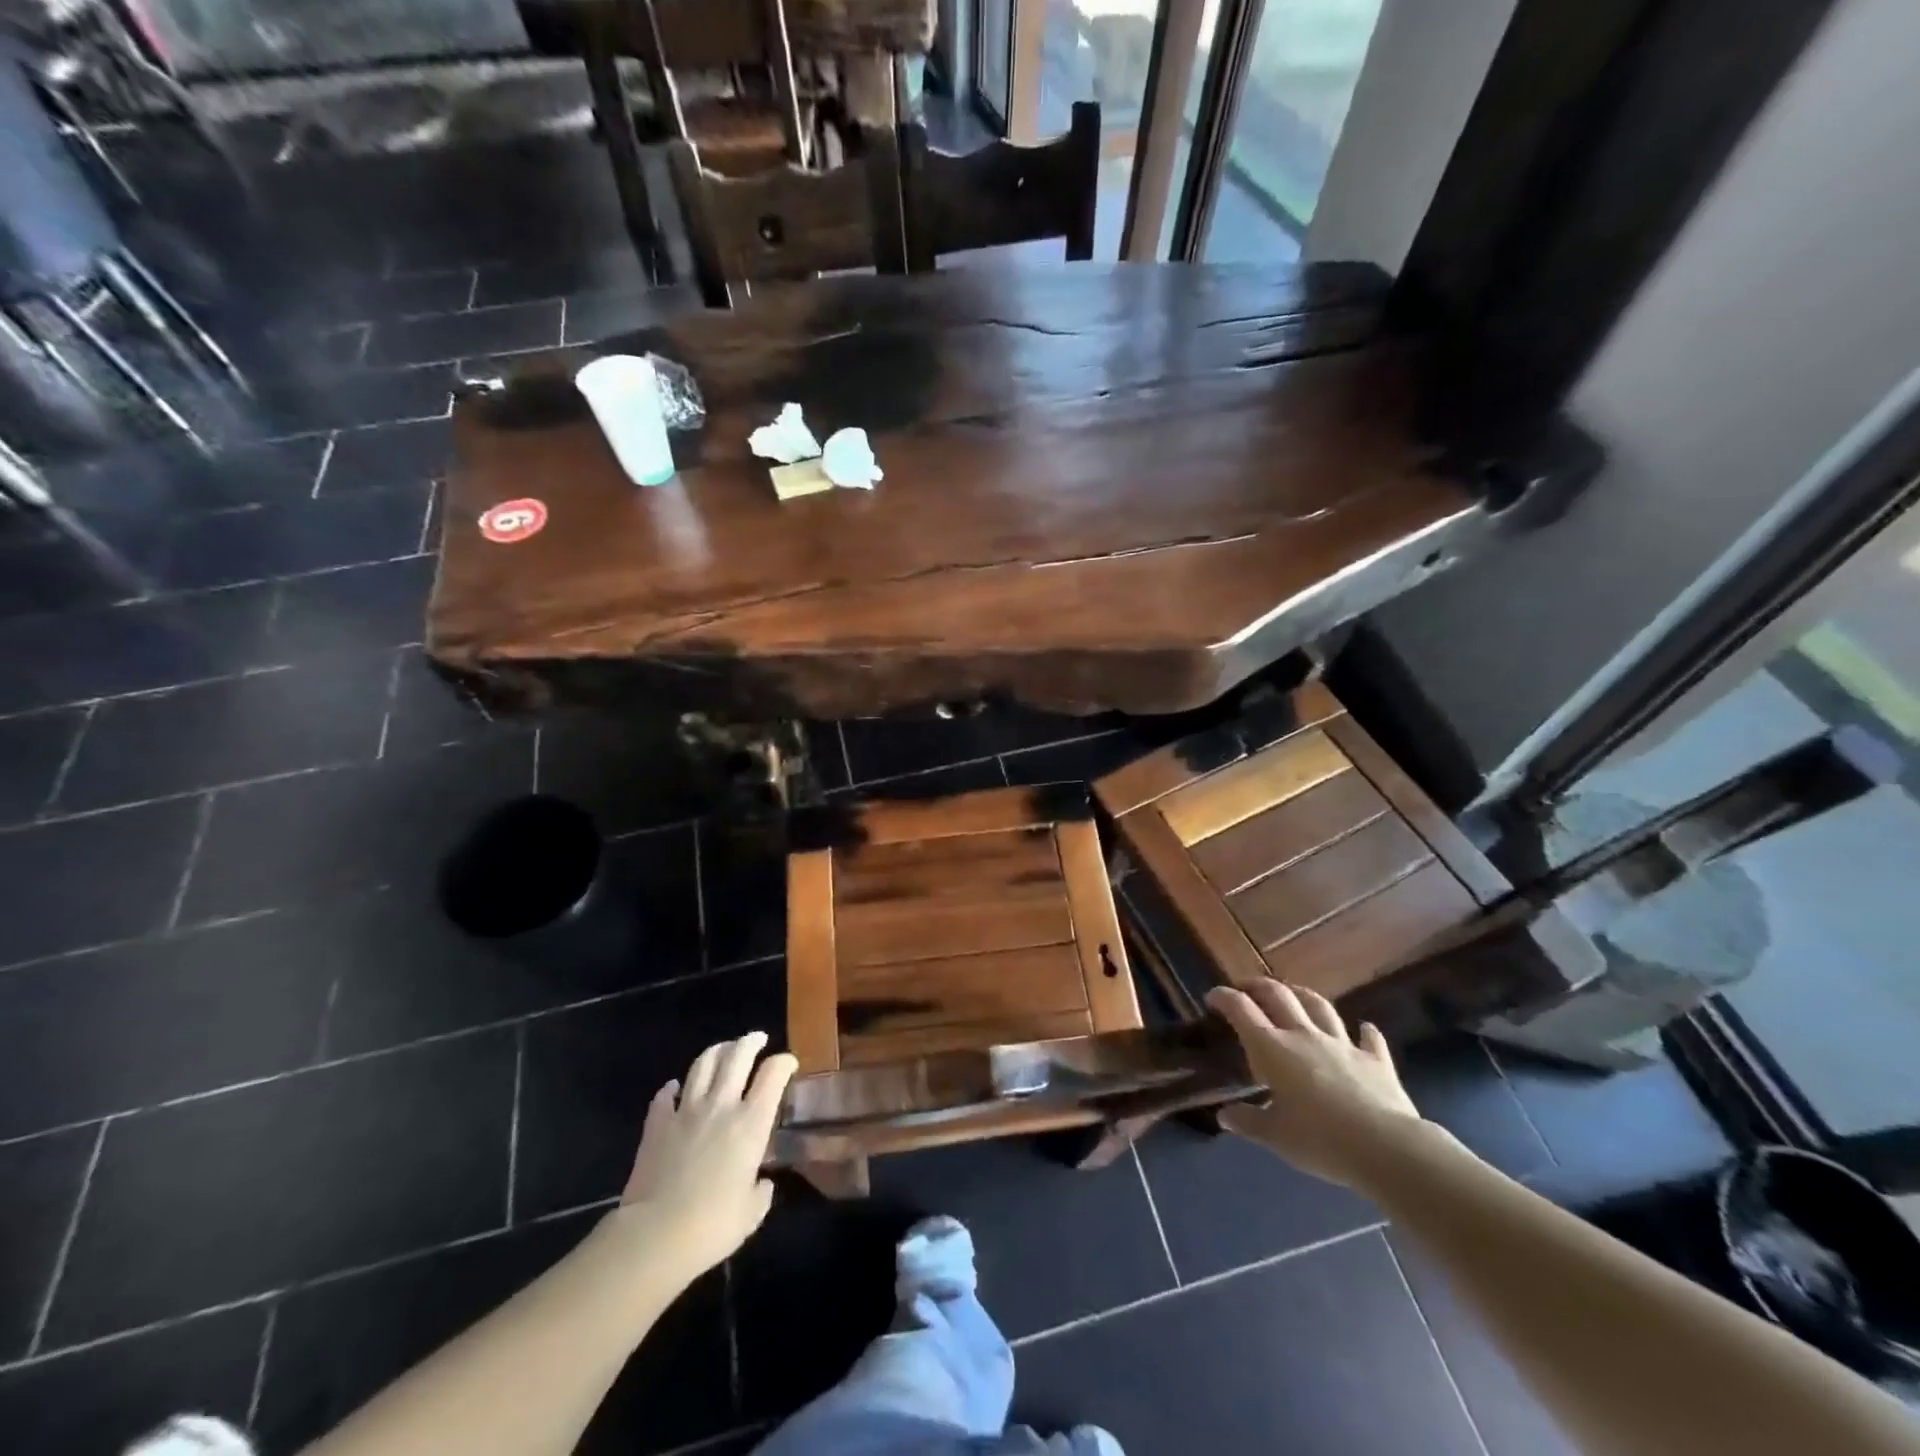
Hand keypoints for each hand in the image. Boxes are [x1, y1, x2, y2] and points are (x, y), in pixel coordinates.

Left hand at [617, 1033, 796, 1277]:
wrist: (655, 1236)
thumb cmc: (713, 1226)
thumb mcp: (752, 1212)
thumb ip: (761, 1191)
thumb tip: (760, 1183)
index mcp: (751, 1123)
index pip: (773, 1074)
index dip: (784, 1061)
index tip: (788, 1063)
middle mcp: (721, 1106)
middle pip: (737, 1056)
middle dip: (750, 1042)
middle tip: (757, 1039)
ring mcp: (686, 1112)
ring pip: (702, 1065)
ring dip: (716, 1052)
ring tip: (723, 1050)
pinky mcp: (657, 1125)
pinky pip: (665, 1096)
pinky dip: (672, 1088)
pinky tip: (675, 1088)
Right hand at [1206, 982, 1430, 1188]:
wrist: (1386, 1148)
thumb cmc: (1320, 1140)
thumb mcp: (1275, 1136)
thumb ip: (1248, 1122)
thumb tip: (1223, 1116)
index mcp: (1272, 1048)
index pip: (1241, 1009)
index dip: (1224, 997)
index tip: (1213, 996)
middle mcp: (1304, 1035)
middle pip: (1278, 995)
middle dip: (1258, 986)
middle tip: (1246, 988)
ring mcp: (1342, 1044)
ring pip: (1319, 1006)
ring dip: (1302, 995)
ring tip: (1293, 994)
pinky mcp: (1375, 1060)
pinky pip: (1368, 1038)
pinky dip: (1364, 1032)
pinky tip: (1365, 1029)